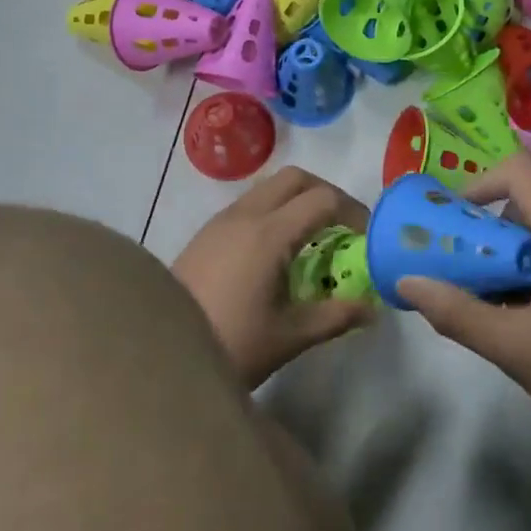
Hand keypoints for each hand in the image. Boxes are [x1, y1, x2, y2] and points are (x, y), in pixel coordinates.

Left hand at [172, 167, 375, 386]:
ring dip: (298, 199)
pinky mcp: (206, 232)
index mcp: (270, 234)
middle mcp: (246, 215)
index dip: (354, 211)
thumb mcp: (290, 336)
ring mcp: (222, 220)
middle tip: (344, 227)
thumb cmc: (231, 345)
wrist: (158, 353)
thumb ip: (336, 316)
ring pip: (269, 187)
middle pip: (295, 178)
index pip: (323, 199)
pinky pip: (250, 203)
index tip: (368, 237)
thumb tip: (373, 309)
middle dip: (327, 194)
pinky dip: (275, 210)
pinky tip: (278, 249)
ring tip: (313, 238)